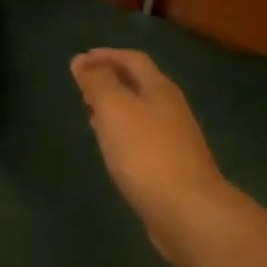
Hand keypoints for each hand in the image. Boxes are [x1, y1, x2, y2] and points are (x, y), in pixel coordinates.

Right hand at [71, 48, 241, 266]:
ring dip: (116, 108)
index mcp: (160, 89)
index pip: (133, 59)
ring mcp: (175, 139)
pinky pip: (144, 138)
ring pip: (141, 112)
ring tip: (90, 115)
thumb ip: (97, 82)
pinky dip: (123, 134)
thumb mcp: (115, 109)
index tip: (79, 62)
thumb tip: (81, 60)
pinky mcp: (173, 166)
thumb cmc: (146, 153)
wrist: (188, 211)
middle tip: (82, 87)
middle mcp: (171, 108)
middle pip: (140, 84)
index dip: (106, 56)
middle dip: (111, 80)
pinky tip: (112, 150)